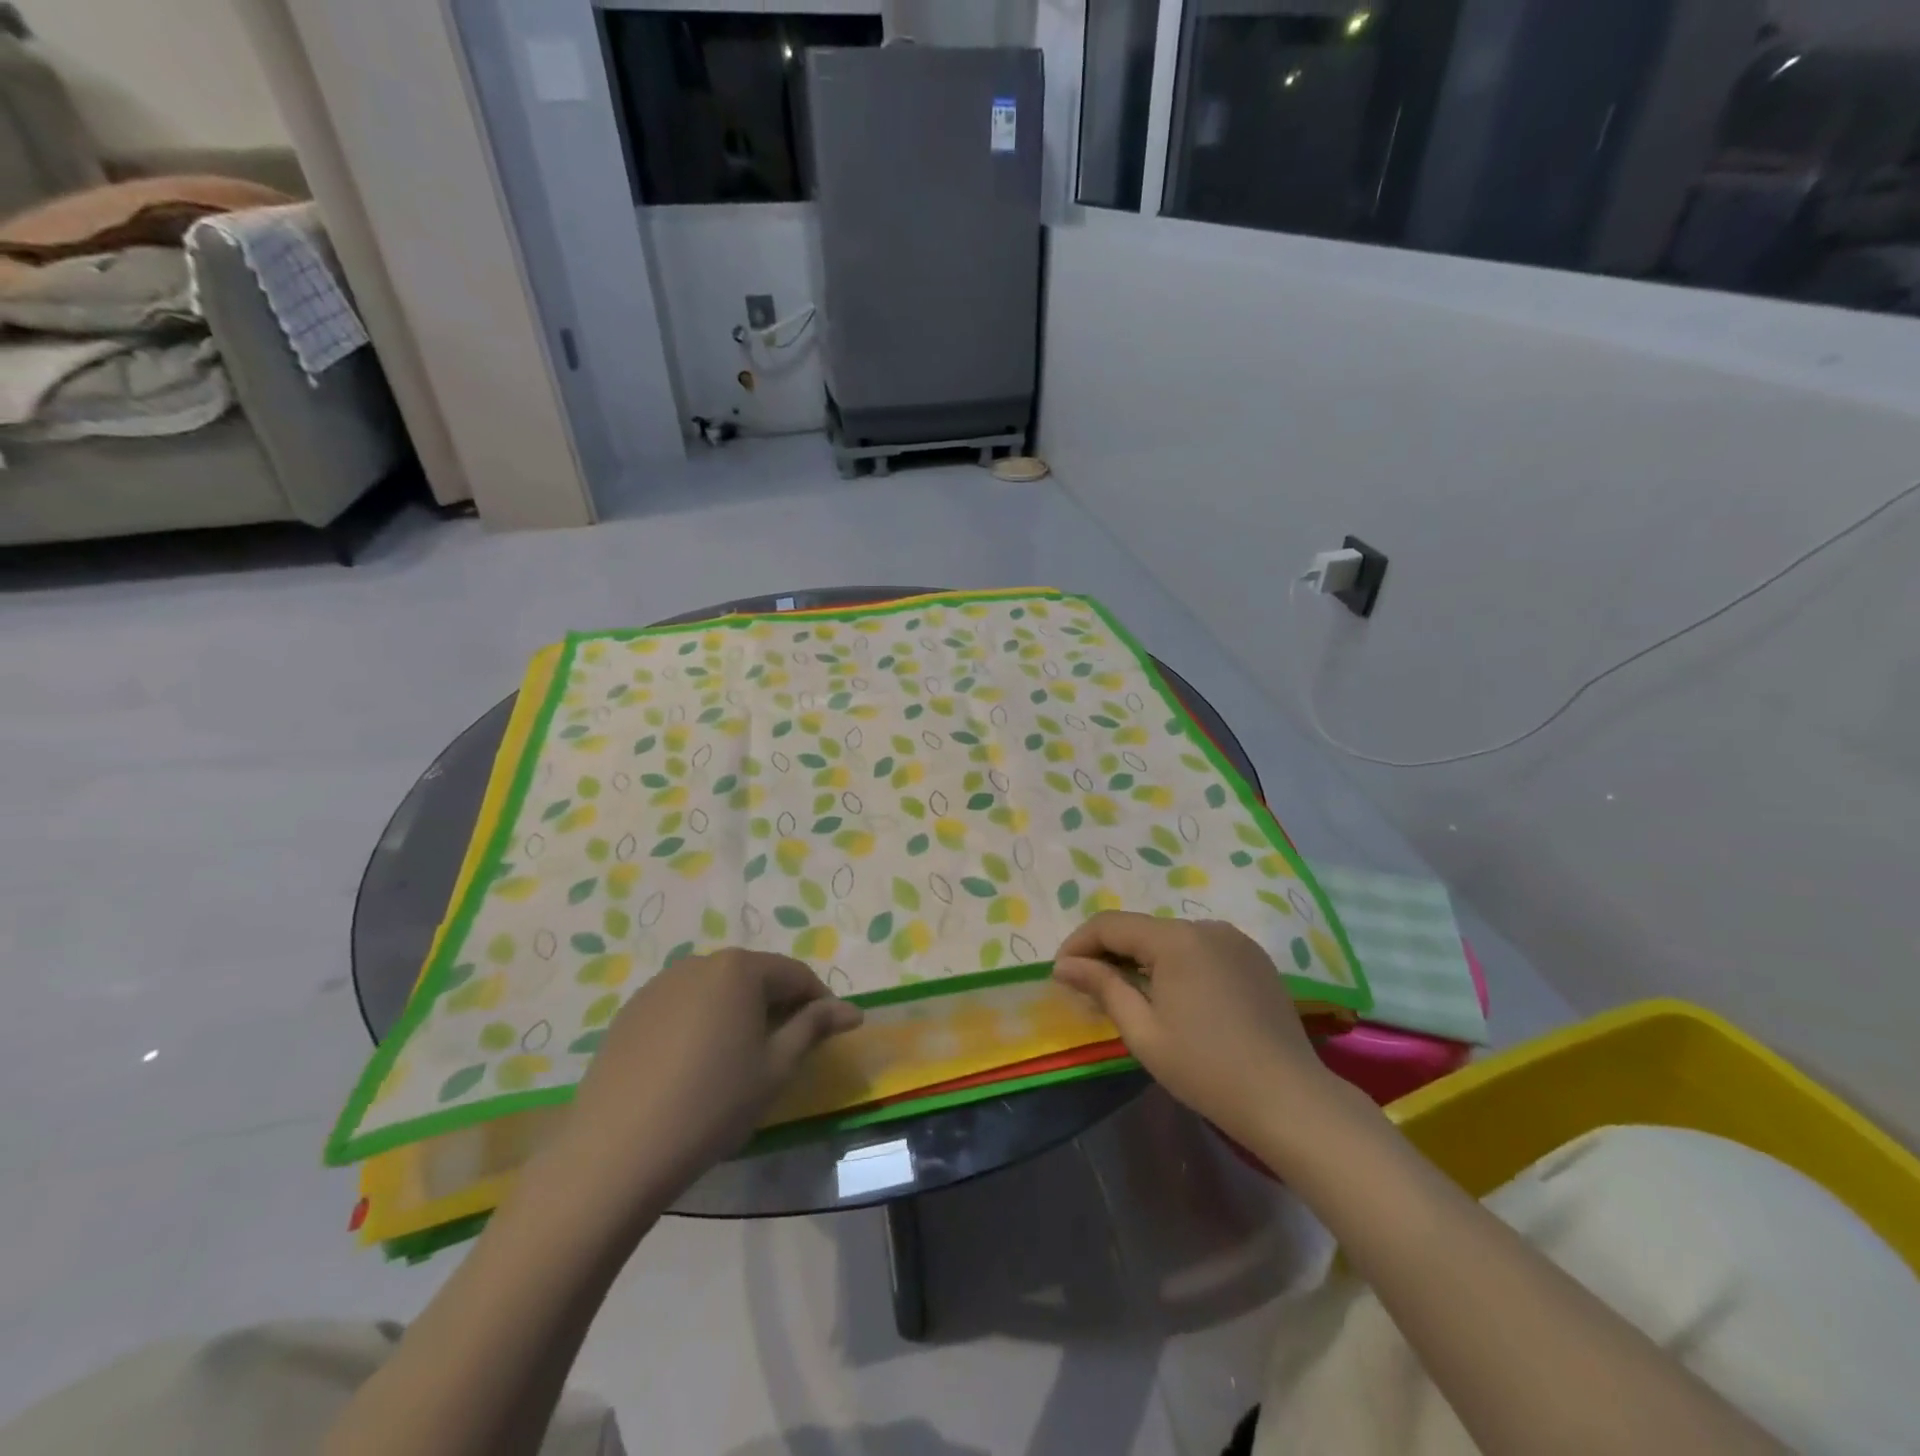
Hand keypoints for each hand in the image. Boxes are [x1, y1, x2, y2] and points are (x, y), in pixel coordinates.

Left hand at [558, 949, 861, 1206]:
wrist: (616, 1152)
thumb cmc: (713, 1104)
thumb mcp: (776, 1068)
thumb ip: (814, 1028)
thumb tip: (852, 1010)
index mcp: (739, 968)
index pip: (795, 974)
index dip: (819, 1001)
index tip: (830, 1033)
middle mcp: (699, 963)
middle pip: (754, 977)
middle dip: (777, 1005)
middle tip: (786, 1049)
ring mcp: (659, 986)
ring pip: (716, 991)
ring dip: (738, 1013)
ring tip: (740, 1058)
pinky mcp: (630, 1012)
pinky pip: (681, 1006)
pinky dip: (700, 1024)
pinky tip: (695, 1066)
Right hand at [1053, 913, 1343, 1149]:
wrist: (1290, 1100)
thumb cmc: (1207, 1070)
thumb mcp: (1143, 1032)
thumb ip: (1103, 987)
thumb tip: (1065, 965)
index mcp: (1176, 940)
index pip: (1111, 924)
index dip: (1079, 944)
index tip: (1061, 974)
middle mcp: (1206, 927)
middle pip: (1141, 928)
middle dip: (1109, 952)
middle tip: (1090, 988)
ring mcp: (1235, 940)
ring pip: (1170, 938)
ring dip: (1142, 957)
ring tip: (1129, 994)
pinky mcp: (1254, 958)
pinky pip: (1200, 948)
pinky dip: (1176, 963)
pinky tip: (1175, 997)